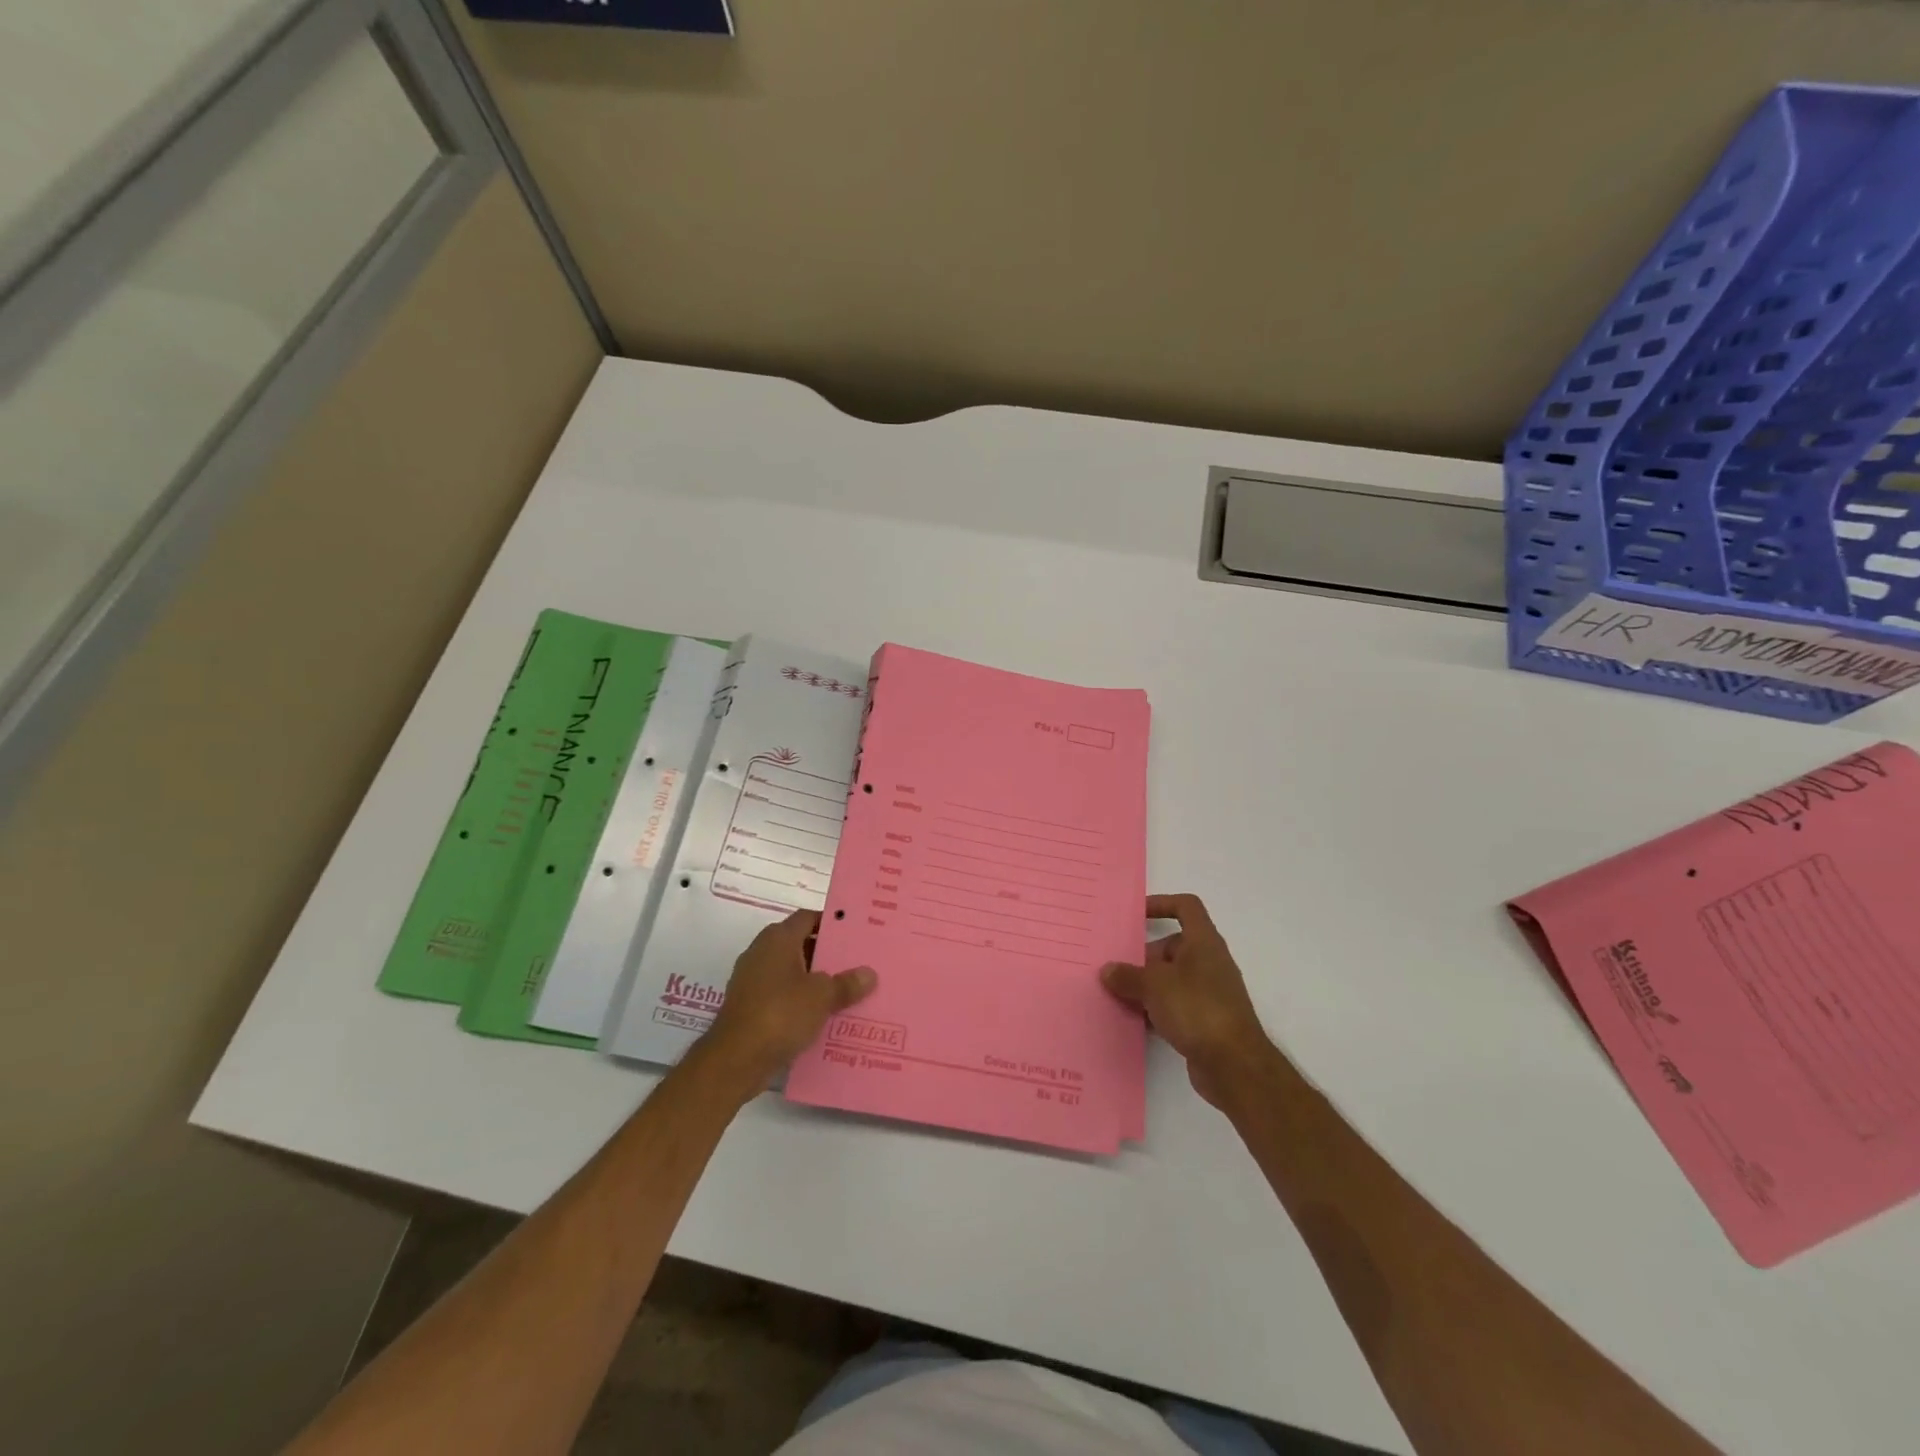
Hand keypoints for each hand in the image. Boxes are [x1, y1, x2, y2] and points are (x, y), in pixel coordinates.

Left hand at [698, 911, 876, 1095]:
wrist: (734, 1060)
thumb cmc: (780, 1014)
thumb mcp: (822, 997)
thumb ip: (846, 983)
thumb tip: (869, 974)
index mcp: (778, 939)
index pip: (808, 918)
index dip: (831, 922)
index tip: (855, 933)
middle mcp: (762, 952)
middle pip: (800, 944)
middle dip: (827, 954)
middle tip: (858, 962)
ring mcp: (752, 981)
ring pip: (792, 973)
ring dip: (815, 981)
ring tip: (847, 991)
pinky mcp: (750, 1007)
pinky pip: (782, 996)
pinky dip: (800, 1002)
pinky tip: (823, 1016)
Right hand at [1101, 894, 1277, 1110]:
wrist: (1234, 1065)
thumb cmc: (1196, 1009)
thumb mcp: (1154, 986)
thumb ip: (1128, 976)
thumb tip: (1108, 970)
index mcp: (1203, 942)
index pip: (1186, 907)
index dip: (1161, 904)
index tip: (1135, 915)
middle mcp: (1209, 962)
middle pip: (1172, 946)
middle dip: (1143, 955)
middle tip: (1115, 967)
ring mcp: (1209, 992)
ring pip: (1172, 978)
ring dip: (1146, 985)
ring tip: (1116, 994)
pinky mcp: (1206, 1020)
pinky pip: (1175, 1005)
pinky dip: (1156, 1009)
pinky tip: (1134, 1020)